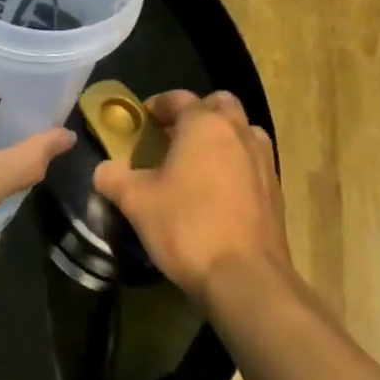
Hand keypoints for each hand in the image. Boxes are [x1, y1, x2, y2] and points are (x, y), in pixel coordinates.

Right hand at [92, 90, 291, 302]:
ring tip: (200, 161)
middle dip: (198, 112)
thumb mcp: (136, 201)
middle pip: (220, 105)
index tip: (142, 122)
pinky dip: (237, 165)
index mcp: (204, 125)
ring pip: (244, 132)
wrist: (246, 281)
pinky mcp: (276, 193)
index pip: (179, 98)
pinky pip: (254, 163)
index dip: (157, 105)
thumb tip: (103, 170)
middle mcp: (238, 134)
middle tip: (175, 135)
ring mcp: (263, 163)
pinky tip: (219, 193)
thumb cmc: (187, 227)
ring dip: (223, 137)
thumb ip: (113, 178)